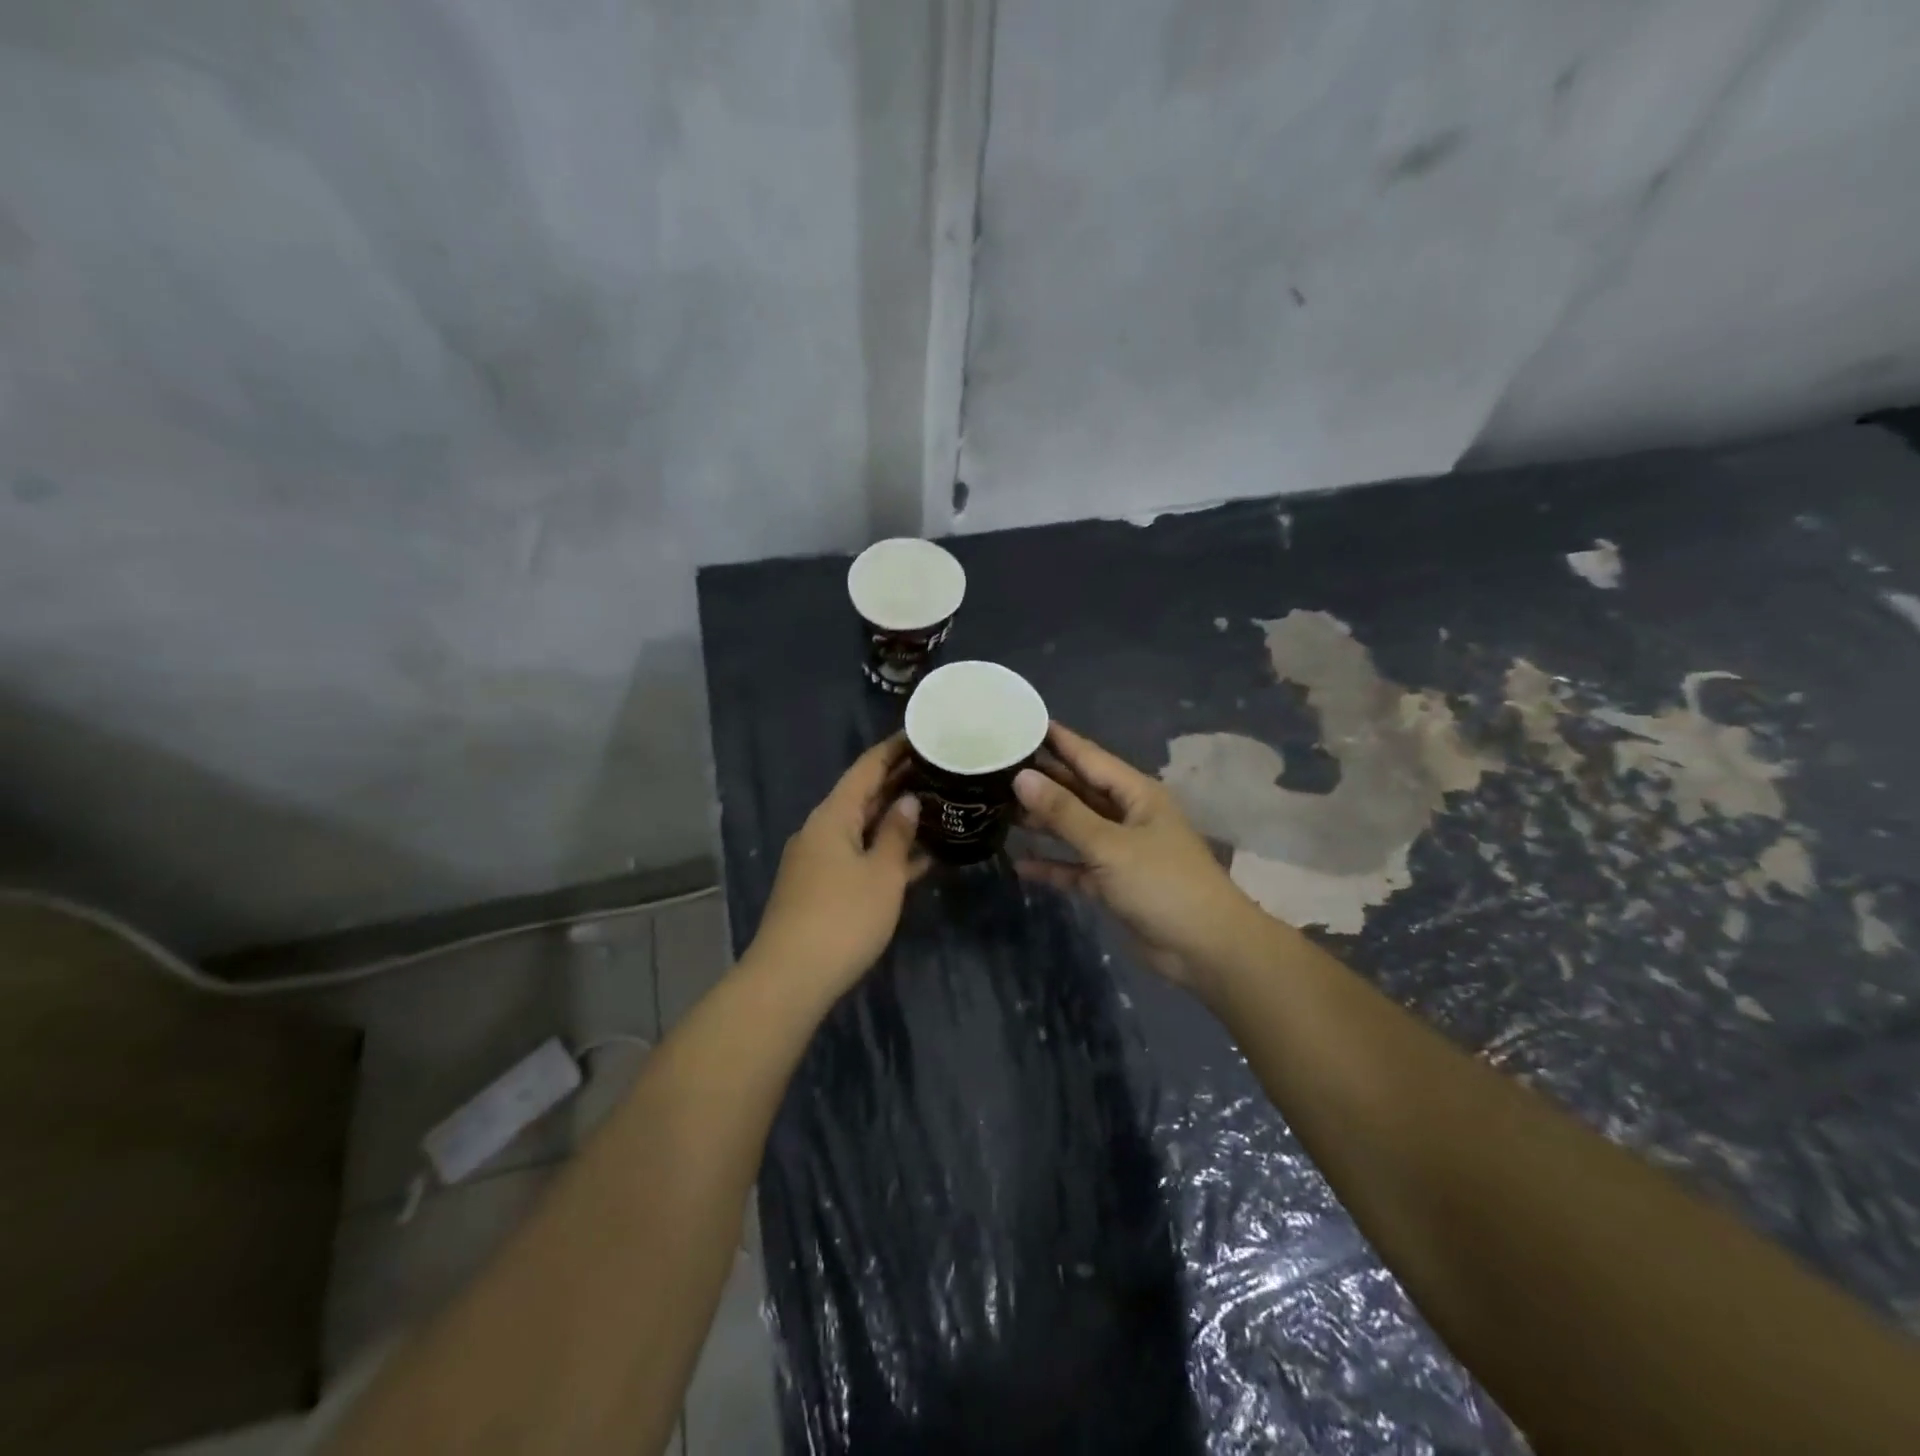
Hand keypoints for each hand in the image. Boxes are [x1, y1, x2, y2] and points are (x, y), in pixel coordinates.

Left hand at [748, 735, 926, 996]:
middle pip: (862, 796)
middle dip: (898, 782)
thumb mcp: (881, 874)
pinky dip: (884, 852)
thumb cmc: (843, 918)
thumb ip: (896, 834)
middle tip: (939, 769)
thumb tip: (907, 801)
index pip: (866, 769)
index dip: (893, 750)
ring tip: (936, 806)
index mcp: (832, 816)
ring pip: (862, 829)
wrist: (791, 978)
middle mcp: (821, 830)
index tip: (921, 734)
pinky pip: (858, 857)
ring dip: (894, 819)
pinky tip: (917, 857)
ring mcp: (818, 861)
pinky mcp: (821, 889)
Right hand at [1014, 721, 1263, 994]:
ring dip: (1042, 821)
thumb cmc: (1163, 884)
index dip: (1057, 740)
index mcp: (1135, 794)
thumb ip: (1064, 813)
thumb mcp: (1111, 845)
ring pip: (1074, 828)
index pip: (1088, 757)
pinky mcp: (1112, 884)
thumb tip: (1021, 778)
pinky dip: (1052, 865)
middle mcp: (1127, 816)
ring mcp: (1120, 851)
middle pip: (1078, 791)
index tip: (1022, 723)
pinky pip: (1075, 867)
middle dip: (1042, 780)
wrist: (1206, 949)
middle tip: (996, 766)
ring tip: (998, 807)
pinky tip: (1019, 863)